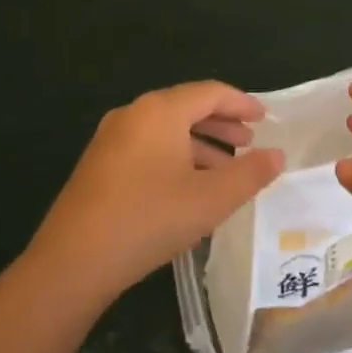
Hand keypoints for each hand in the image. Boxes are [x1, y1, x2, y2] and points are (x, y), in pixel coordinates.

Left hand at [28, 82, 285, 310]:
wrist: (74, 260)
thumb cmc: (150, 219)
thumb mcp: (211, 199)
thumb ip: (250, 174)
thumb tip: (277, 155)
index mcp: (160, 111)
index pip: (210, 92)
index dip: (242, 103)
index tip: (265, 118)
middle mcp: (133, 114)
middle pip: (186, 107)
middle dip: (221, 124)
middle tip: (249, 143)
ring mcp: (111, 139)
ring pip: (166, 130)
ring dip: (200, 144)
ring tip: (226, 170)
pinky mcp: (99, 165)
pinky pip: (147, 147)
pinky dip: (176, 157)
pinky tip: (188, 187)